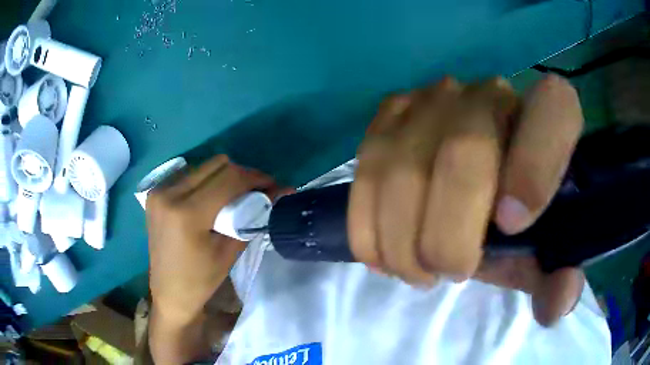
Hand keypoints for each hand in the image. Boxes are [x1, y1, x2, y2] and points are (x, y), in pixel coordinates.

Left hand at [147, 155, 276, 324]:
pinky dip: (207, 181)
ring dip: (224, 176)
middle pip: (217, 164)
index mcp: (187, 213)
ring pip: (204, 166)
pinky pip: (189, 174)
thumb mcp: (229, 251)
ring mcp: (159, 191)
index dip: (256, 178)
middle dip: (242, 174)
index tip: (273, 186)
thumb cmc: (200, 280)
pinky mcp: (155, 193)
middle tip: (256, 191)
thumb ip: (254, 216)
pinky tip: (211, 198)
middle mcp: (169, 193)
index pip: (229, 178)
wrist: (168, 292)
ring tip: (235, 196)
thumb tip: (281, 192)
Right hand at [349, 75, 584, 325]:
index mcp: (549, 114)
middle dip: (448, 235)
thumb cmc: (521, 219)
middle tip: (449, 273)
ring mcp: (434, 97)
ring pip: (401, 167)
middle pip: (462, 150)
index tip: (511, 228)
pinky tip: (384, 254)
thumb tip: (558, 303)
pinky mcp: (391, 113)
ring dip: (402, 240)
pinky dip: (368, 225)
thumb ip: (559, 278)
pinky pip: (365, 170)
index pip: (554, 110)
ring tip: (417, 270)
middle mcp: (491, 92)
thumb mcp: (543, 255)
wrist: (475, 184)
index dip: (536, 168)